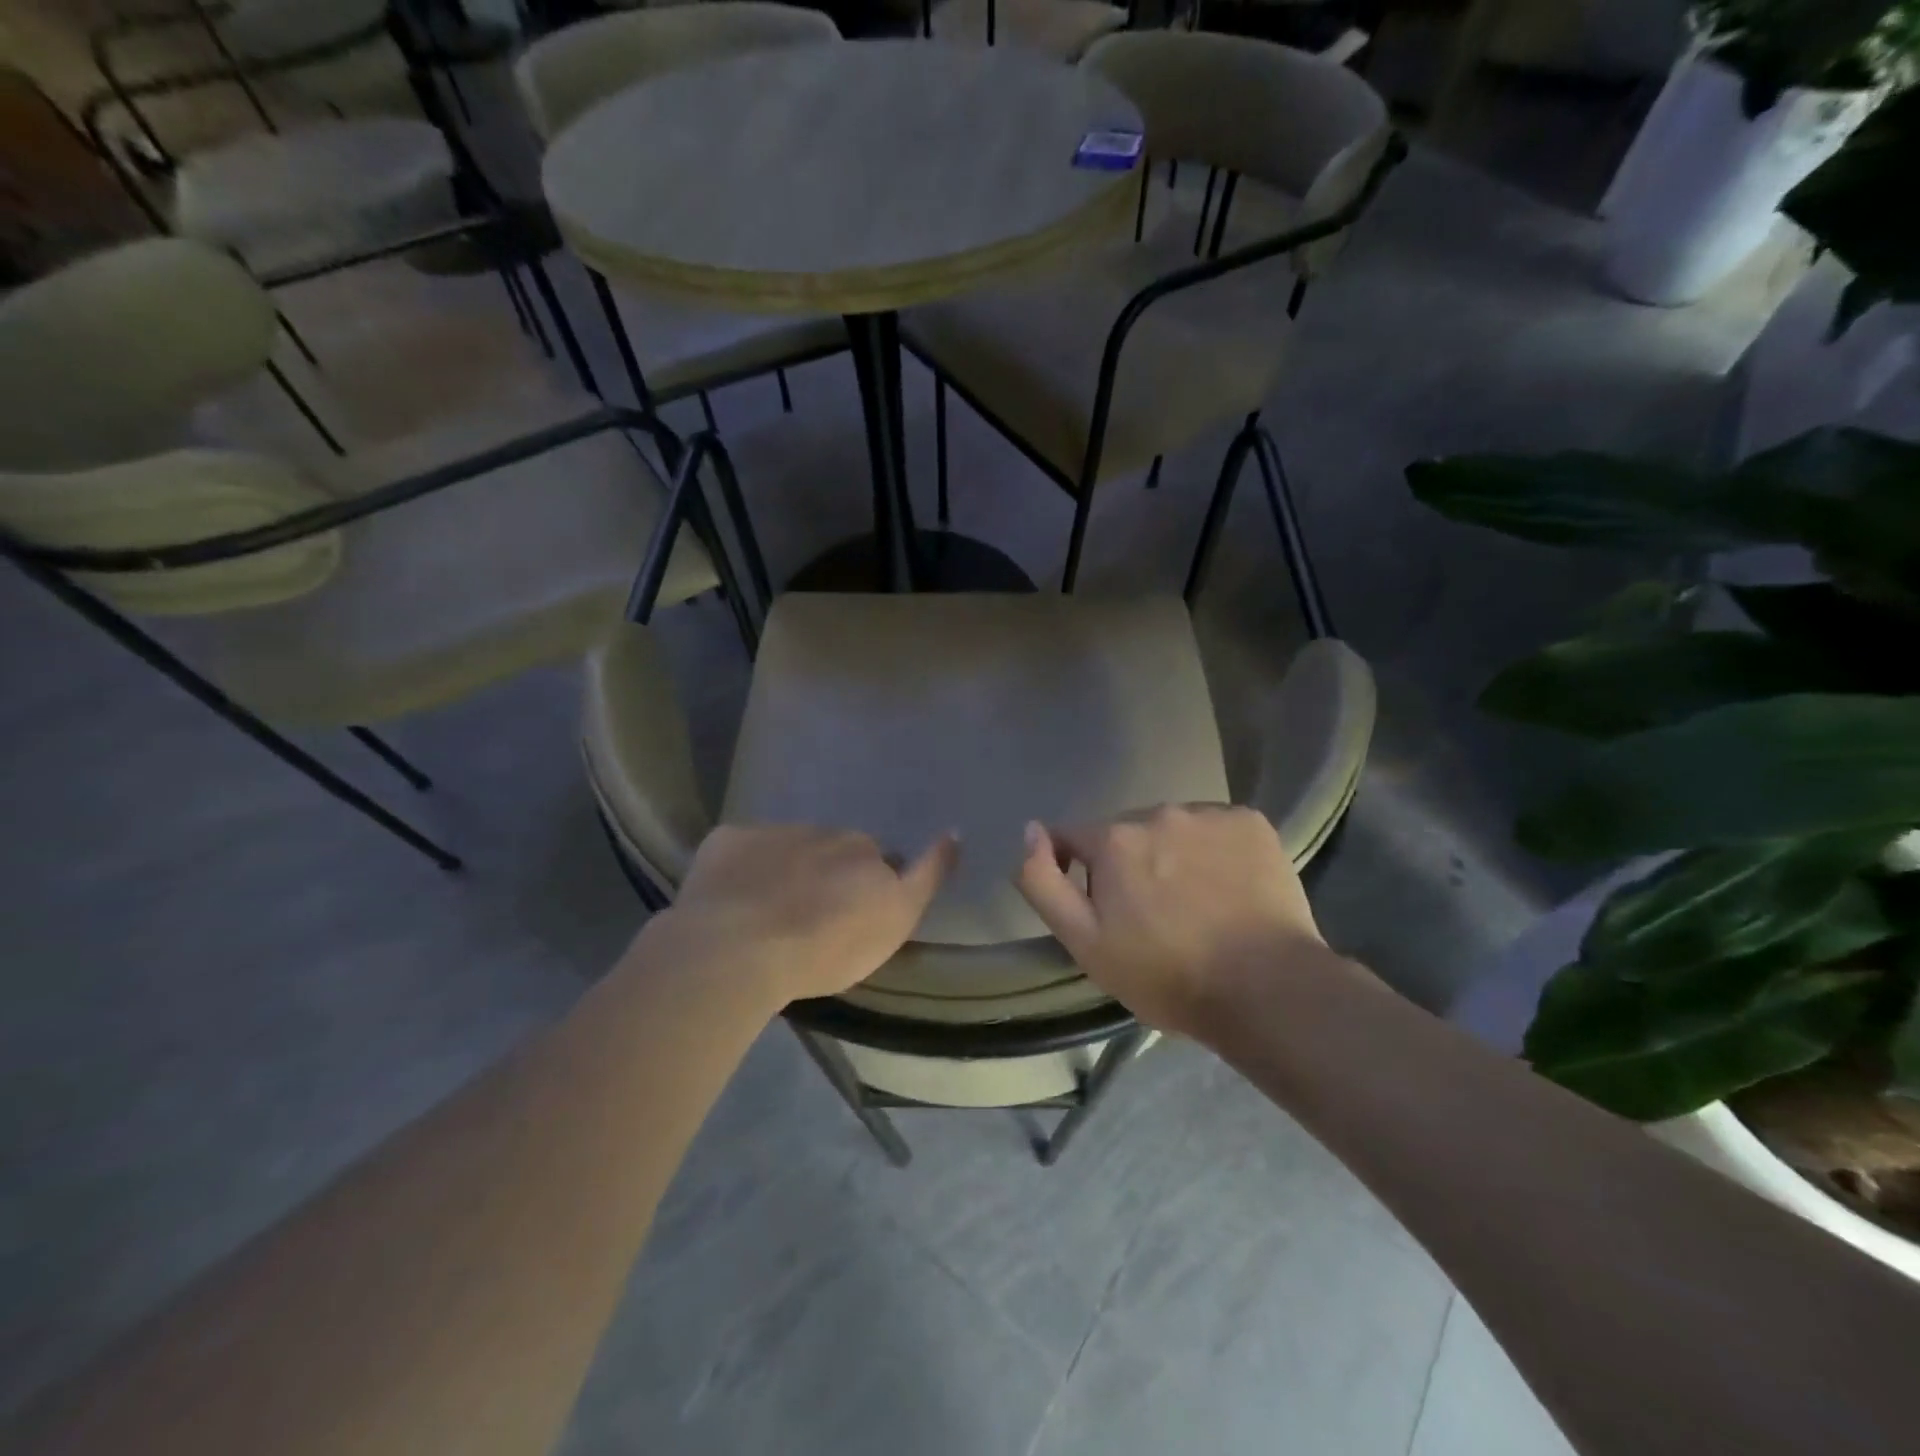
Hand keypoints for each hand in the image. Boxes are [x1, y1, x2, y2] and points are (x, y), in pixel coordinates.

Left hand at [654, 824, 956, 1004]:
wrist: (737, 947)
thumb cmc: (825, 947)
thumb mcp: (894, 922)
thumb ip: (926, 876)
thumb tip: (953, 833)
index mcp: (863, 851)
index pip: (880, 859)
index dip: (873, 883)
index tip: (858, 909)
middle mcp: (824, 833)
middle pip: (834, 851)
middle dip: (830, 874)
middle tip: (813, 918)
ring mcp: (772, 833)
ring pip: (788, 848)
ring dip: (786, 870)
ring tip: (768, 914)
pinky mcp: (728, 840)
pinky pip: (742, 850)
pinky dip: (742, 867)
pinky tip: (731, 899)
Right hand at [1014, 805, 1330, 1037]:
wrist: (1267, 989)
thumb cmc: (1166, 974)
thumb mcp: (1084, 942)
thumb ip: (1043, 882)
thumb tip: (1030, 830)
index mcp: (1114, 839)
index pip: (1075, 839)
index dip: (1079, 871)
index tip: (1103, 908)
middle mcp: (1158, 812)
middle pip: (1127, 834)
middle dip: (1130, 864)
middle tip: (1154, 916)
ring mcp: (1209, 814)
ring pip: (1174, 829)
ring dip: (1174, 855)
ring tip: (1197, 903)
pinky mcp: (1252, 823)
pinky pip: (1218, 829)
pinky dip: (1217, 851)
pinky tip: (1230, 889)